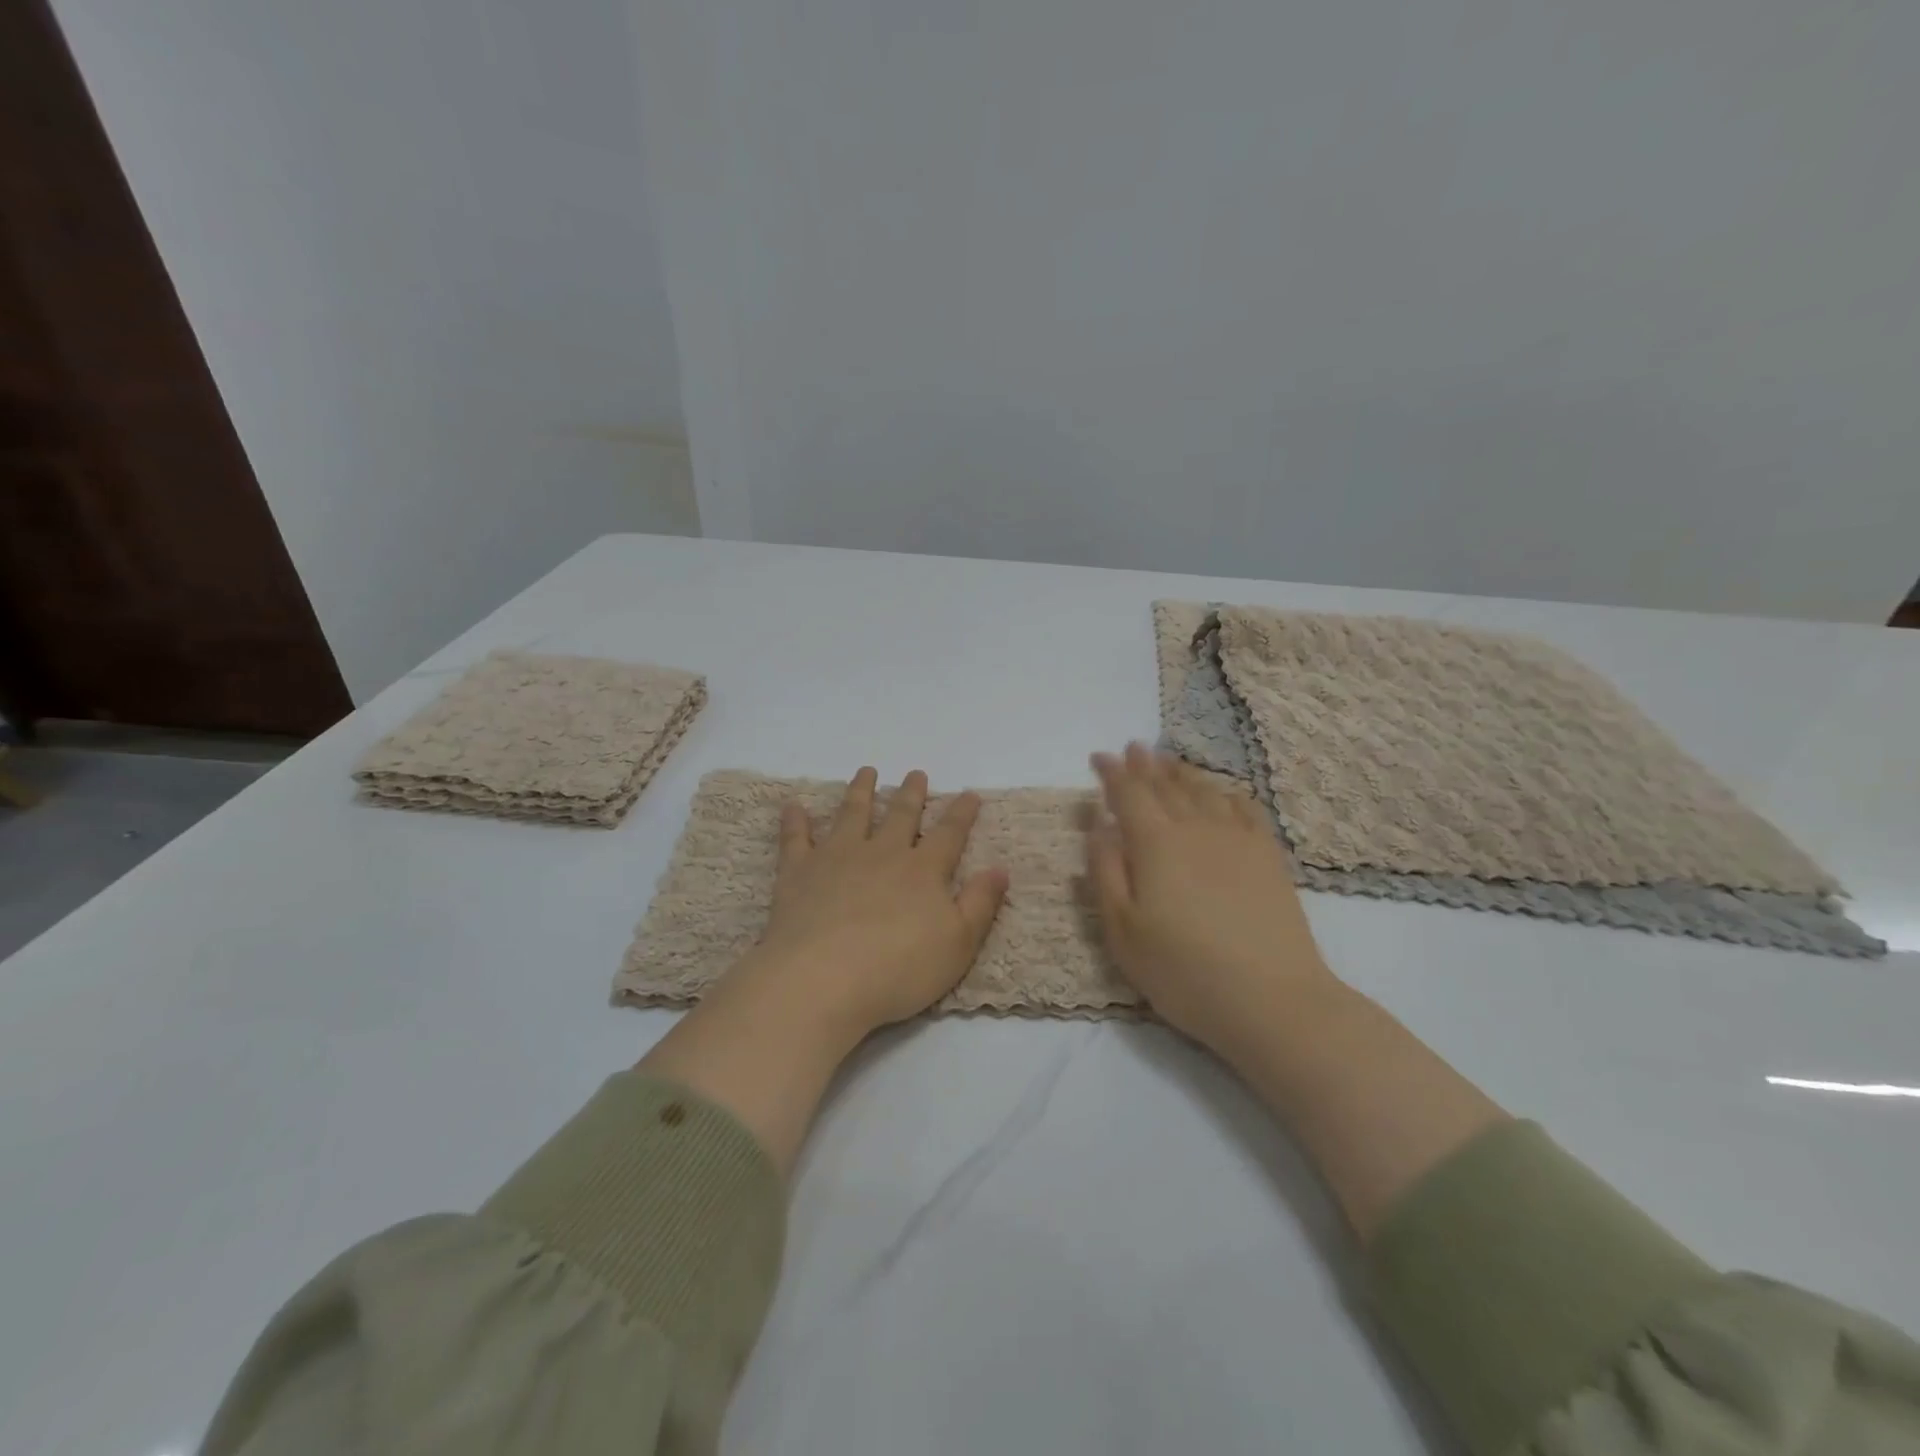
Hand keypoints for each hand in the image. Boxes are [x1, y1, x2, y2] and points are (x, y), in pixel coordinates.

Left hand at [640, 766, 1008, 1177]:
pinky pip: (796, 838)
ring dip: (861, 792)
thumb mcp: (958, 944)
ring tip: (866, 772)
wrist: (822, 980)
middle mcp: (881, 853)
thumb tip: (1000, 869)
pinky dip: (795, 821)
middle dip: (912, 794)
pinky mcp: (799, 872)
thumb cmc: (898, 969)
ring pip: (852, 814)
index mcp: (922, 870)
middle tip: (916, 774)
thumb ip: (980, 903)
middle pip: (901, 816)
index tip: (970, 793)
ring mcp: (837, 858)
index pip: (949, 834)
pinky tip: (793, 806)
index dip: (962, 813)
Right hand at [1087, 744, 1337, 1061]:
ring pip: (1204, 791)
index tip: (1099, 757)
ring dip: (1182, 772)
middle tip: (1133, 748)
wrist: (1272, 999)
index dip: (1111, 773)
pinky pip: (1245, 809)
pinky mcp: (1268, 857)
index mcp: (1155, 843)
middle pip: (1166, 786)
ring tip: (1168, 759)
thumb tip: (1098, 826)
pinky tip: (1223, 792)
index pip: (1128, 794)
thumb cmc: (1183, 971)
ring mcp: (1237, 839)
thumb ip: (1105, 871)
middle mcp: (1196, 828)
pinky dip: (1227, 793)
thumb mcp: (1123, 930)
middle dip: (1145, 765)